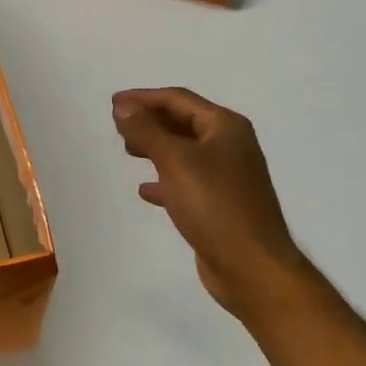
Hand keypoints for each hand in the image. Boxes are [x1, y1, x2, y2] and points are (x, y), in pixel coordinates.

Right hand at [111, 87, 307, 320]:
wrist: (251, 267)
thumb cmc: (214, 205)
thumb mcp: (175, 161)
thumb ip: (147, 130)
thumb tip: (123, 106)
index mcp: (225, 127)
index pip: (178, 99)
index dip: (144, 98)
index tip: (113, 104)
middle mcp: (230, 146)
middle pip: (183, 122)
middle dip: (150, 121)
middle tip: (118, 127)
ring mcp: (227, 177)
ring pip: (184, 152)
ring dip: (155, 147)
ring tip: (128, 151)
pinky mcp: (220, 205)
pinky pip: (186, 182)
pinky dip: (165, 180)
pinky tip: (145, 190)